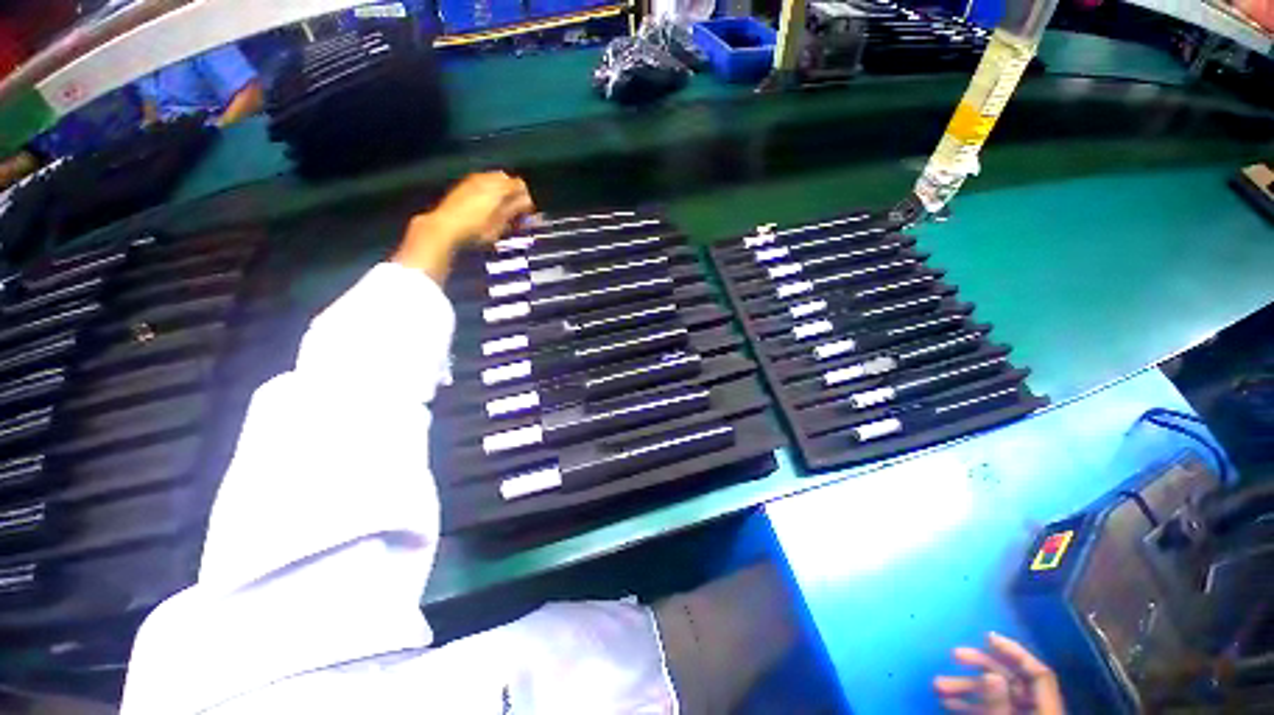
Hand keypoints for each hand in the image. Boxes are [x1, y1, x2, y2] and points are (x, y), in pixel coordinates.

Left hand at [394, 172, 534, 281]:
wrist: (444, 228)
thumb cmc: (475, 229)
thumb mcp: (501, 223)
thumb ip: (515, 209)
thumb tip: (528, 201)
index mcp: (498, 187)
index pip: (521, 185)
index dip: (526, 200)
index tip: (527, 214)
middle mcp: (485, 179)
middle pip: (507, 180)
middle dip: (514, 195)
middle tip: (516, 214)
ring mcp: (472, 181)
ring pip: (494, 182)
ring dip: (501, 195)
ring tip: (502, 213)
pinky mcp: (462, 187)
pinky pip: (482, 185)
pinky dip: (489, 195)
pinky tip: (487, 210)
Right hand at [934, 633, 1064, 714]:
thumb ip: (1000, 705)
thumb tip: (991, 673)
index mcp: (1046, 711)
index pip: (1038, 673)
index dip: (1015, 652)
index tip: (986, 637)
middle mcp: (1037, 712)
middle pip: (1013, 681)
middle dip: (980, 668)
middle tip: (953, 656)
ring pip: (997, 697)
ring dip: (968, 688)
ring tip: (939, 686)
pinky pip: (991, 712)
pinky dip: (970, 706)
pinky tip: (948, 704)